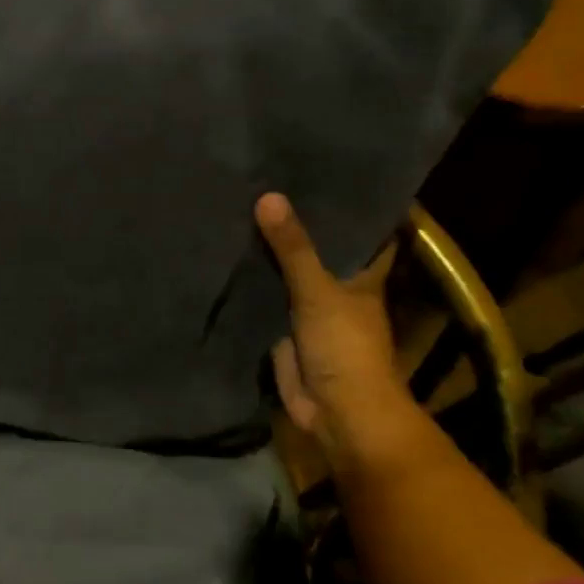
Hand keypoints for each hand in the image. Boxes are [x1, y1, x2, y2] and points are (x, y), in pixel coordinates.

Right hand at [256, 192, 408, 471]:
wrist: (337, 413)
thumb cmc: (345, 348)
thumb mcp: (319, 292)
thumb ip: (294, 248)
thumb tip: (268, 196)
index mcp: (360, 275)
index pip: (360, 232)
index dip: (348, 205)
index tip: (323, 171)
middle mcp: (335, 288)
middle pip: (314, 250)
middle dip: (294, 224)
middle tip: (262, 180)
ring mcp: (306, 310)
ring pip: (285, 274)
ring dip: (266, 253)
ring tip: (235, 207)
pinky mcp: (280, 330)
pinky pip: (262, 299)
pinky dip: (247, 283)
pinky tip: (222, 256)